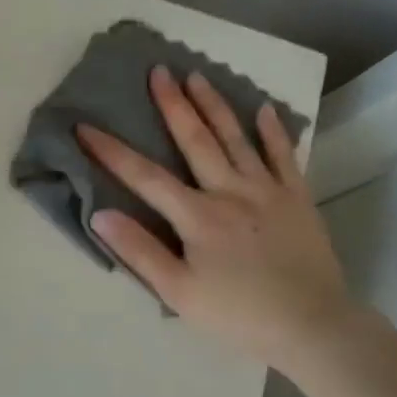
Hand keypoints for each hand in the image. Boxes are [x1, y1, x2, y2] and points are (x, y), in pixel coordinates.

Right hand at [77, 67, 355, 370]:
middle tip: (158, 70)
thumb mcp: (178, 292)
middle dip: (172, 105)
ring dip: (215, 105)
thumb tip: (101, 214)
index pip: (145, 177)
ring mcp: (268, 191)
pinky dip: (273, 131)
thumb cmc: (237, 314)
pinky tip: (263, 109)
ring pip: (237, 139)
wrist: (311, 325)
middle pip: (196, 141)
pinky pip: (284, 156)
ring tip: (198, 76)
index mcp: (198, 217)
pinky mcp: (297, 199)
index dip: (111, 151)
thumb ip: (139, 251)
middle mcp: (230, 192)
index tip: (85, 126)